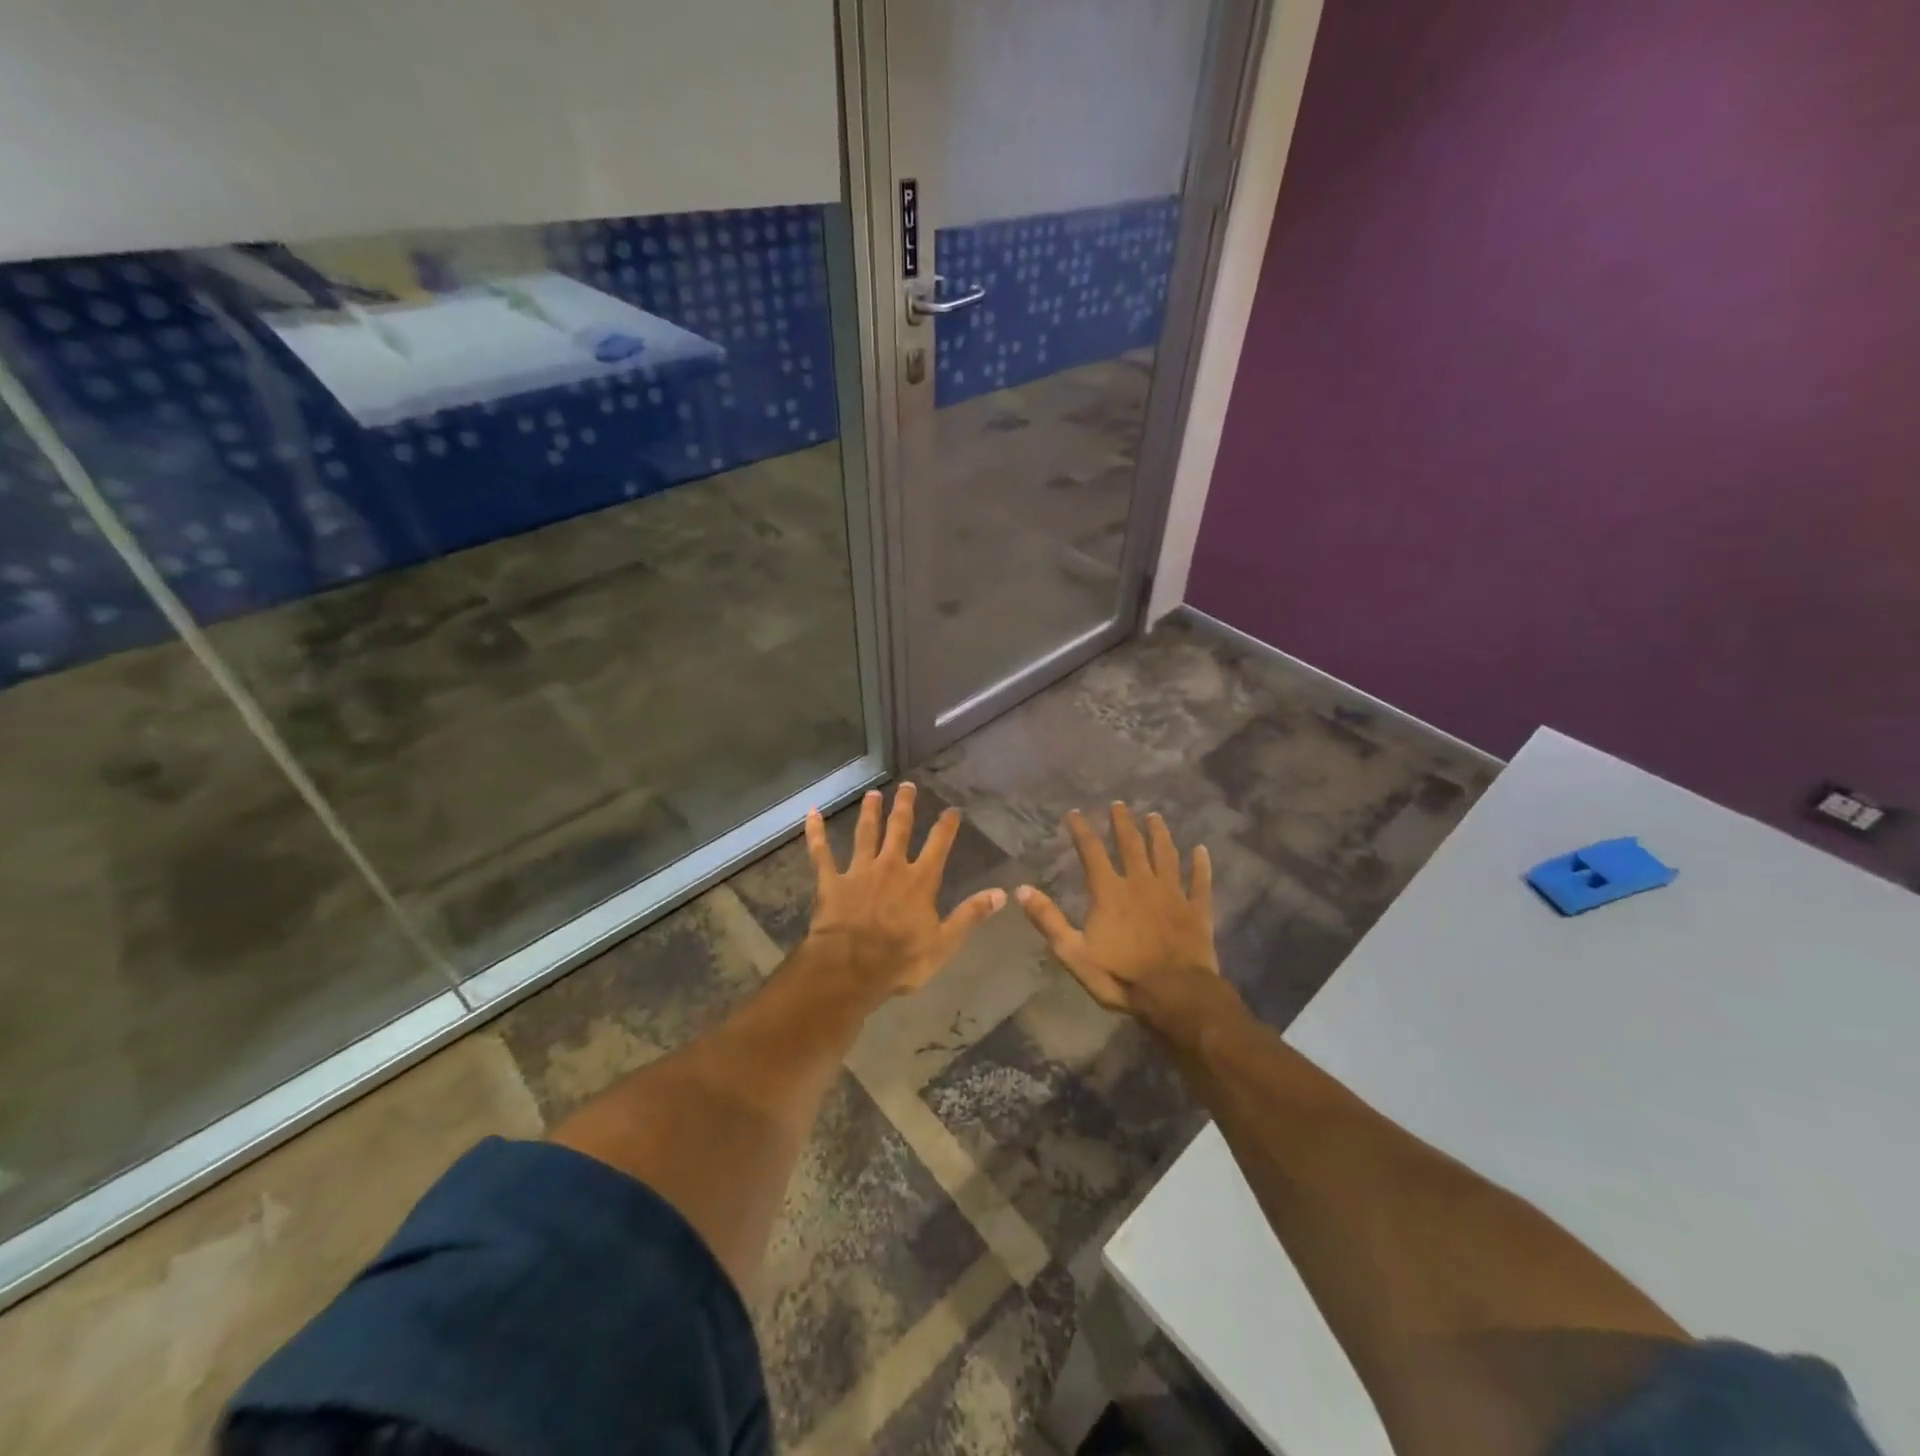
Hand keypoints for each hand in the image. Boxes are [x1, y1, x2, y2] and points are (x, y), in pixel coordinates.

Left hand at [803, 782, 1006, 1000]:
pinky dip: (815, 833)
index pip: (938, 846)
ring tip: (872, 794)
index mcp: (919, 881)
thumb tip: (1002, 894)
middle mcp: (890, 867)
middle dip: (905, 806)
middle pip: (899, 829)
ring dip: (869, 812)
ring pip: (865, 834)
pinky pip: (821, 853)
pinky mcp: (831, 881)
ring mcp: (858, 871)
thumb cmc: (900, 960)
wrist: (850, 968)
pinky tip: (811, 813)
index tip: (952, 809)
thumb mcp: (944, 943)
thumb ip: (970, 915)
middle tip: (907, 786)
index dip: (946, 826)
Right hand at [1016, 803, 1220, 1021]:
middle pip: (1131, 845)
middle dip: (1123, 824)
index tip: (1075, 813)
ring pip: (1166, 855)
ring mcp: (1172, 894)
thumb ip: (1048, 919)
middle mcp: (1141, 883)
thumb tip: (1020, 889)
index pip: (1091, 852)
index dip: (1081, 830)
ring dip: (1159, 834)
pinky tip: (1202, 850)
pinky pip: (1200, 881)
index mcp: (1110, 892)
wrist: (1176, 995)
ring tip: (1154, 817)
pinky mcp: (1197, 909)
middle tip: (1119, 805)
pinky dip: (1201, 865)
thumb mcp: (1073, 953)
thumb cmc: (1121, 976)